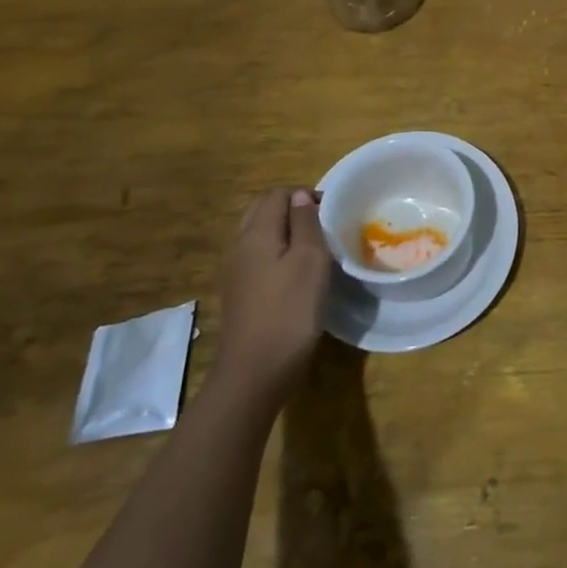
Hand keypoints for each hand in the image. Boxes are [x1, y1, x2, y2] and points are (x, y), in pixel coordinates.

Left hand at [214, 187, 332, 398]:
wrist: (255, 373)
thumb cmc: (290, 311)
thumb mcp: (310, 260)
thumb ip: (306, 222)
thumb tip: (300, 196)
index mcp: (256, 233)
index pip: (277, 194)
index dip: (305, 194)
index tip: (331, 211)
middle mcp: (239, 245)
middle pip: (262, 210)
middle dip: (291, 208)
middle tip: (322, 224)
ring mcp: (235, 271)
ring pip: (258, 233)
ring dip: (284, 230)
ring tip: (313, 247)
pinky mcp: (238, 292)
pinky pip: (256, 256)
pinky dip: (275, 252)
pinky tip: (295, 272)